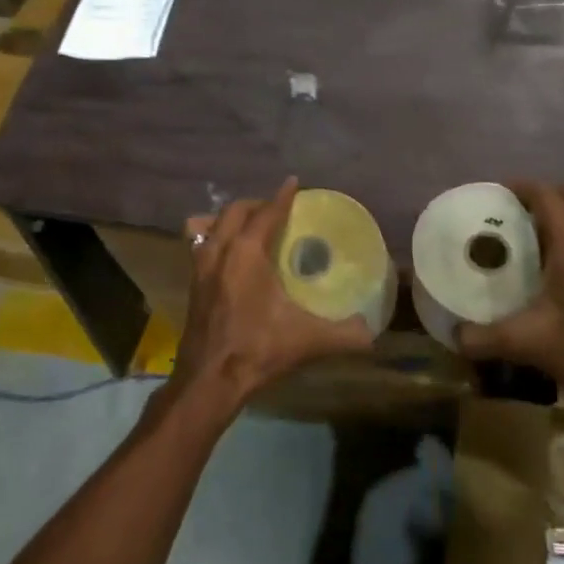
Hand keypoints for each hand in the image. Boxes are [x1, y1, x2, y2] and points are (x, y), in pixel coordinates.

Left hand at [171, 178, 374, 414]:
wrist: (209, 381)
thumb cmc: (258, 350)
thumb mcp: (308, 341)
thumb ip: (345, 335)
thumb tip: (371, 332)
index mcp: (247, 252)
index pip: (267, 213)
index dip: (283, 196)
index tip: (294, 183)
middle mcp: (220, 250)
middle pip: (235, 211)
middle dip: (257, 204)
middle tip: (277, 210)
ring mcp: (200, 266)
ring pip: (210, 224)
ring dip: (230, 218)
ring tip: (248, 225)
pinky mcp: (192, 284)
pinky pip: (198, 244)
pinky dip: (211, 237)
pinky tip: (224, 253)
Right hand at [457, 182, 563, 416]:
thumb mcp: (529, 344)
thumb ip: (486, 338)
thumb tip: (454, 335)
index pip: (548, 196)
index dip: (521, 187)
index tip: (496, 195)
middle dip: (545, 195)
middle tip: (516, 214)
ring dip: (562, 217)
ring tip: (530, 241)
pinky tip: (554, 273)